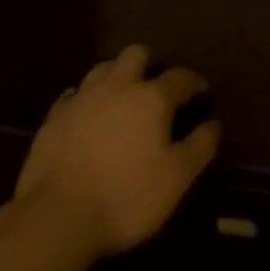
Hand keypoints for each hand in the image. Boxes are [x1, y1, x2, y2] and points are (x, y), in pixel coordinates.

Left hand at [13, 44, 220, 258]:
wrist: (57, 216)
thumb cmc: (125, 197)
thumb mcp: (175, 180)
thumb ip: (199, 148)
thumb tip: (214, 124)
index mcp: (151, 97)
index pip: (180, 77)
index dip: (193, 82)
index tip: (201, 91)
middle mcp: (118, 85)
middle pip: (136, 54)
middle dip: (147, 64)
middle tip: (152, 88)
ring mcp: (83, 97)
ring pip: (103, 68)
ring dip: (114, 77)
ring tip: (118, 98)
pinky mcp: (55, 117)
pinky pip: (72, 96)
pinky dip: (83, 101)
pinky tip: (84, 116)